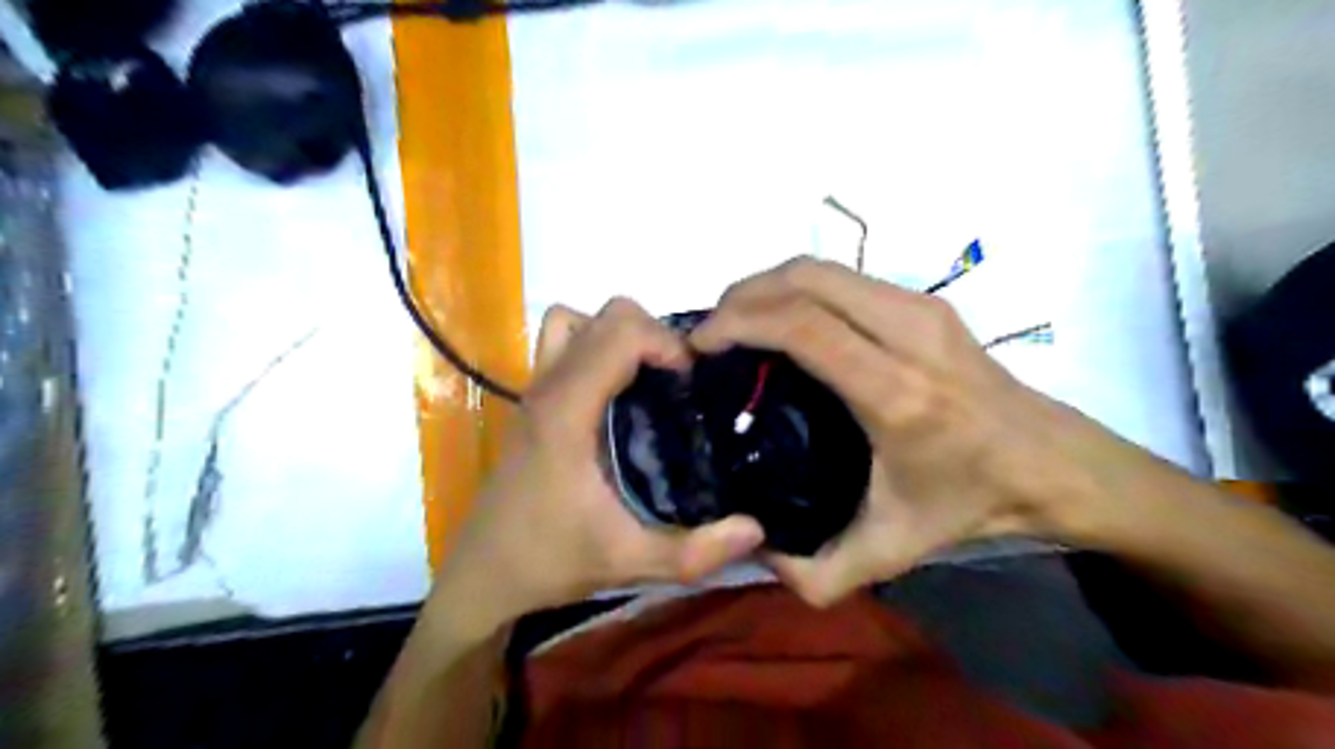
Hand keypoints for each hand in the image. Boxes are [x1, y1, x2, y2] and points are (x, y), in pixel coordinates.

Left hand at [427, 298, 759, 635]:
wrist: (484, 574)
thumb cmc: (550, 561)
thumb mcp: (629, 562)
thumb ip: (695, 552)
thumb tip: (758, 528)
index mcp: (567, 411)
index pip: (620, 332)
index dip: (666, 343)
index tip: (690, 382)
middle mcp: (548, 386)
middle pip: (606, 315)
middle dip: (653, 336)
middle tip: (678, 382)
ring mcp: (534, 388)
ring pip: (577, 320)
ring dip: (619, 336)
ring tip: (647, 378)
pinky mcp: (532, 399)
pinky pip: (563, 343)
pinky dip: (594, 346)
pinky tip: (615, 393)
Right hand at [694, 259, 1153, 608]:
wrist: (1055, 464)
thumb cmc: (971, 503)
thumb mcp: (890, 552)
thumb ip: (816, 574)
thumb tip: (752, 550)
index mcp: (898, 393)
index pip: (803, 327)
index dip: (740, 323)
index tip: (700, 345)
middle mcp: (909, 333)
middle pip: (804, 279)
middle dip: (742, 295)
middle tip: (710, 332)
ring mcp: (921, 308)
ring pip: (822, 268)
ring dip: (767, 286)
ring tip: (737, 323)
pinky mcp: (926, 301)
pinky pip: (843, 278)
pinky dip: (798, 289)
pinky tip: (783, 321)